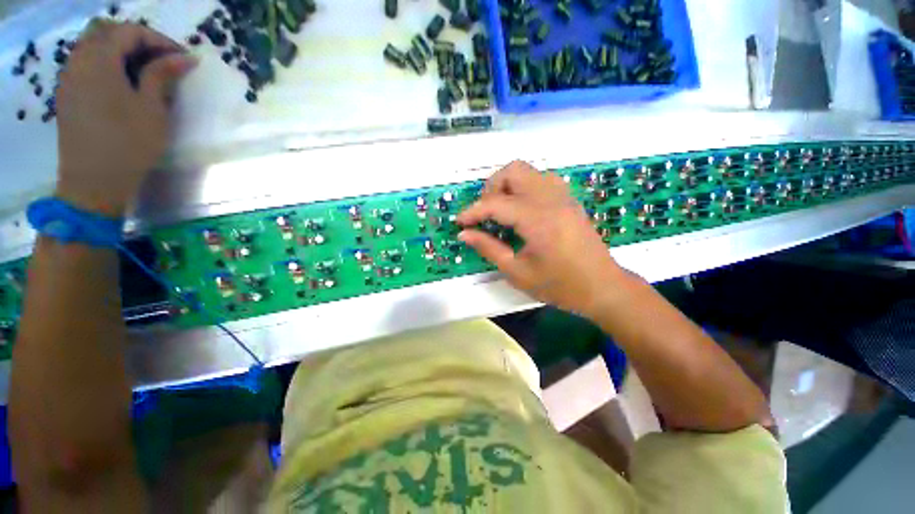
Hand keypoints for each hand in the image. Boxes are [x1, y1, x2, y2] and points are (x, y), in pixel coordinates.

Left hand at [55, 21, 196, 216]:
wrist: (93, 182)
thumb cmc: (128, 144)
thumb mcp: (152, 108)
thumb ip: (162, 75)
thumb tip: (184, 58)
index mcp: (99, 60)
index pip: (131, 32)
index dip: (159, 40)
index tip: (183, 58)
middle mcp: (78, 61)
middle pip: (106, 31)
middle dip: (137, 40)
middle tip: (162, 60)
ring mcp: (69, 77)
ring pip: (93, 46)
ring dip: (120, 51)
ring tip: (144, 71)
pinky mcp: (67, 94)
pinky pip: (85, 64)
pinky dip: (106, 63)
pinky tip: (122, 82)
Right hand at [457, 161, 625, 317]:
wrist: (602, 287)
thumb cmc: (559, 285)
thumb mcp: (517, 272)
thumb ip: (488, 248)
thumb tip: (464, 234)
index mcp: (538, 219)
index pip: (496, 203)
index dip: (473, 211)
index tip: (460, 222)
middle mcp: (551, 199)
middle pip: (514, 171)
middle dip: (492, 188)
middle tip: (485, 213)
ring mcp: (563, 196)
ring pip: (528, 171)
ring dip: (508, 185)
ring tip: (501, 210)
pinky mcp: (569, 199)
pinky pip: (541, 180)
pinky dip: (524, 188)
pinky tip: (521, 210)